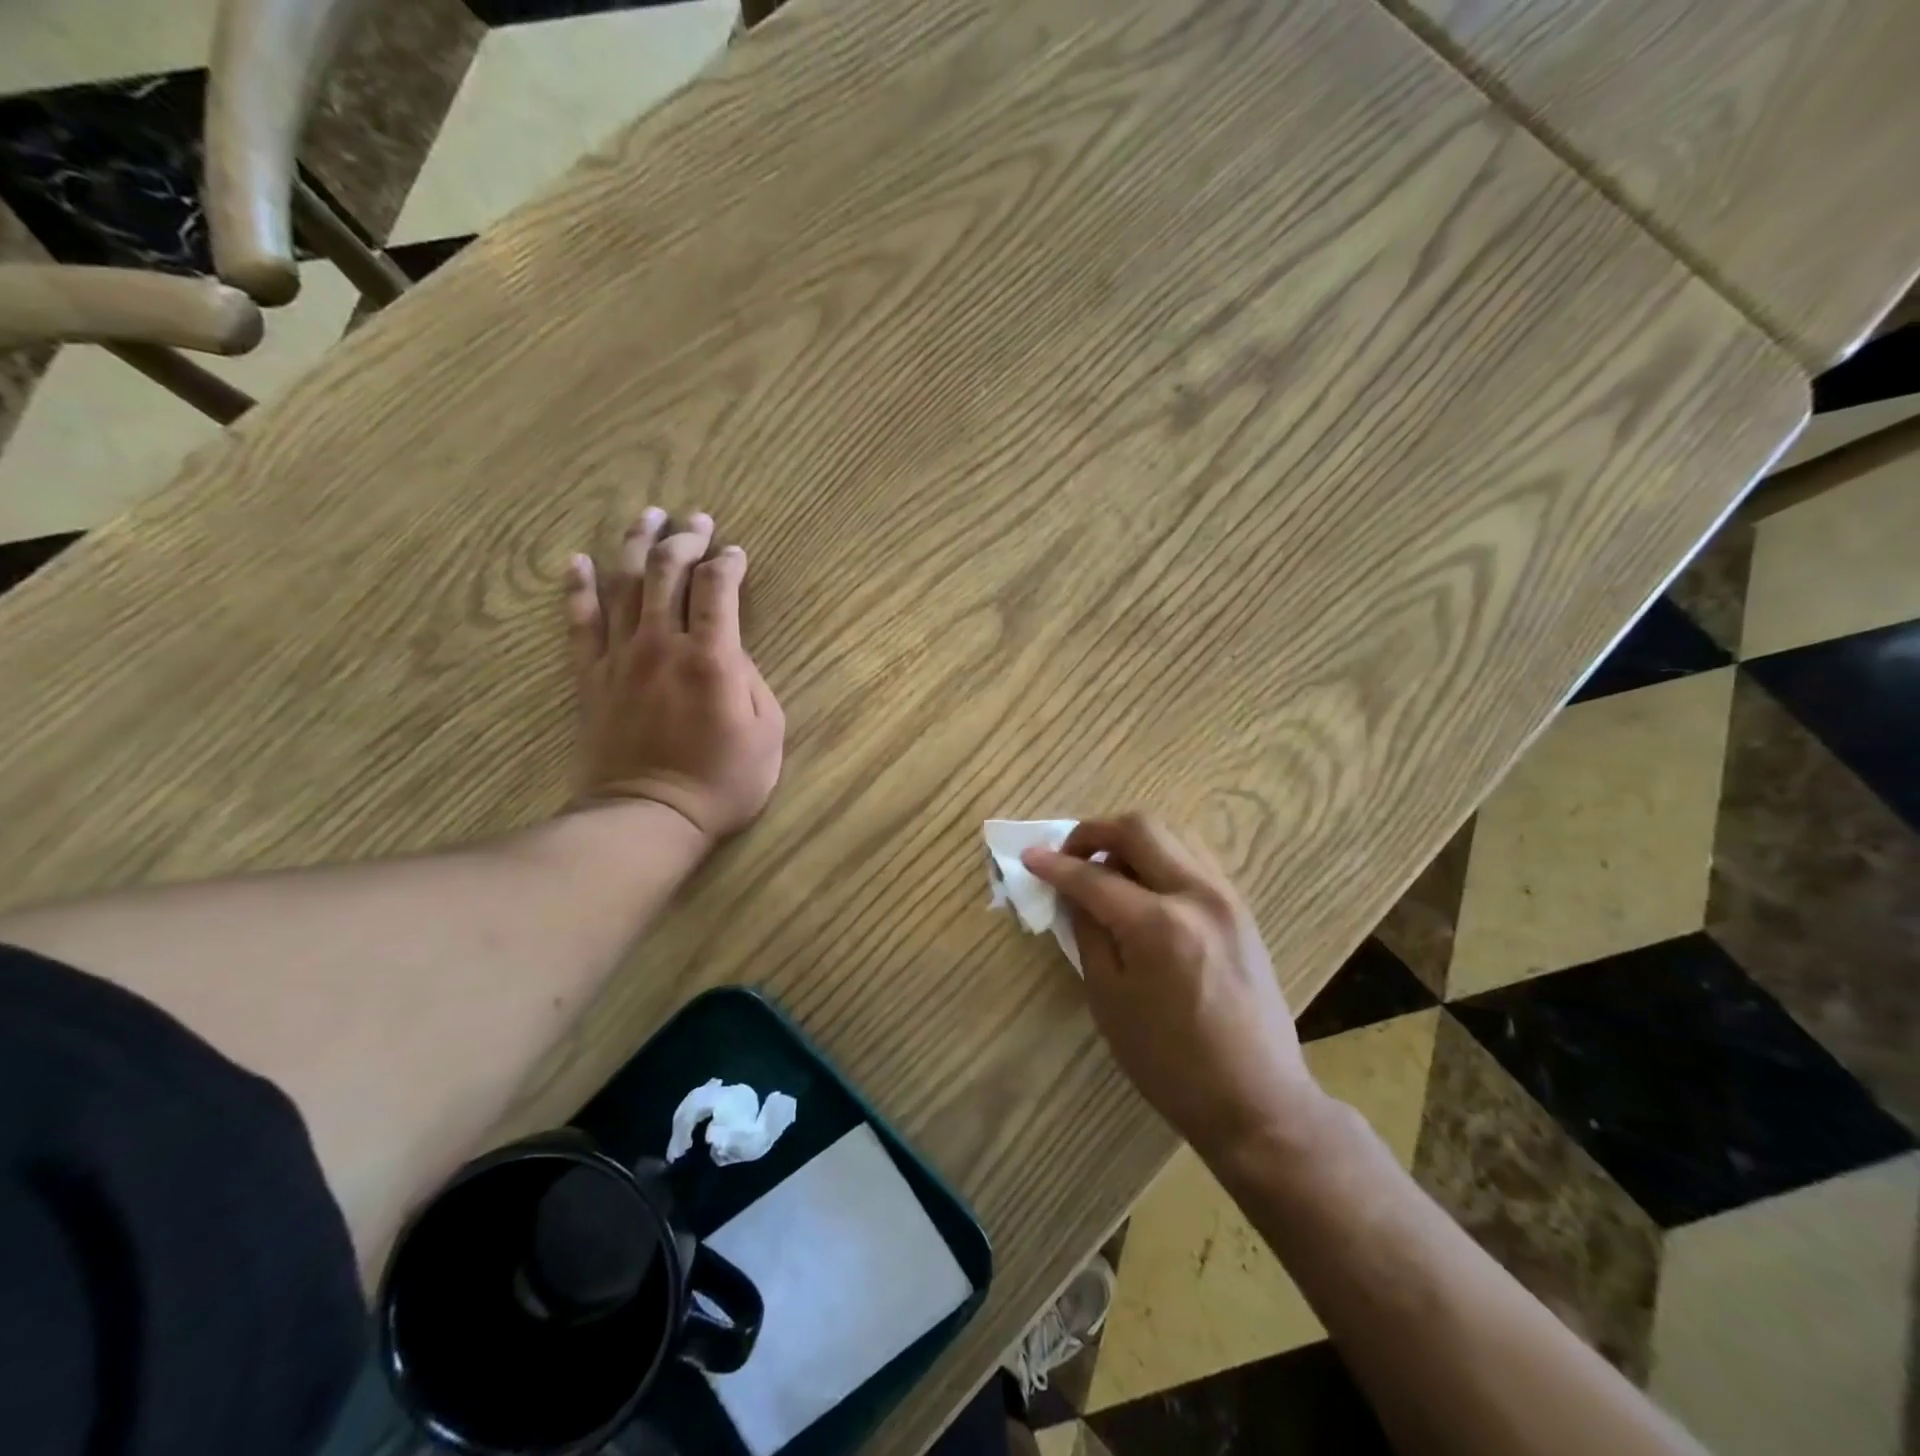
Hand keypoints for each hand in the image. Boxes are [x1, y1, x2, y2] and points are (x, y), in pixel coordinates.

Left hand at [565, 509, 784, 845]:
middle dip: (685, 539)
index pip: (718, 589)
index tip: (737, 554)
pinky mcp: (590, 676)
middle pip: (668, 572)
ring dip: (636, 544)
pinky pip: (580, 622)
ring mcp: (620, 657)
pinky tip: (580, 560)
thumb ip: (752, 680)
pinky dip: (579, 587)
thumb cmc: (721, 781)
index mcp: (712, 658)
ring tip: (646, 515)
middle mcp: (663, 644)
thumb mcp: (767, 734)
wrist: (648, 817)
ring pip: (624, 584)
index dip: (729, 563)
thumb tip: (731, 647)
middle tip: (697, 520)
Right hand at [1023, 814, 1322, 1158]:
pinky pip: (1193, 858)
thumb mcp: (1110, 1001)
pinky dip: (1160, 857)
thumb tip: (1073, 893)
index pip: (1093, 876)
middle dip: (1094, 832)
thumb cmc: (1170, 1063)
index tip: (1029, 858)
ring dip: (1130, 841)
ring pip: (1171, 834)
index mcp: (1158, 925)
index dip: (1054, 865)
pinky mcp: (1241, 908)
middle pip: (1139, 828)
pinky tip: (1142, 888)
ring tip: (1105, 871)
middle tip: (1068, 856)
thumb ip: (1088, 933)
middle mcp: (1197, 895)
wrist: (1256, 1099)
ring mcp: (1226, 897)